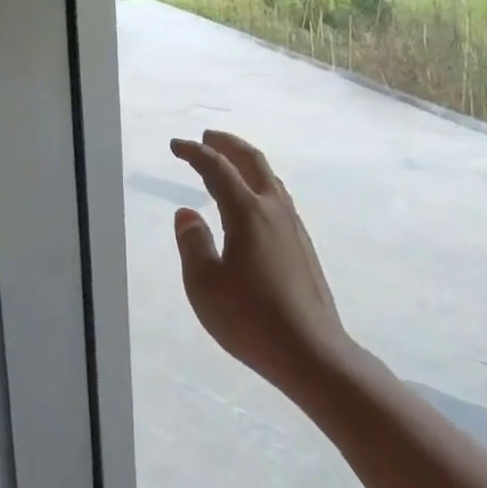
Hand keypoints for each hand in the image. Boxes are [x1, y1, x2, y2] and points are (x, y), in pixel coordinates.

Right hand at [170, 131, 352, 395]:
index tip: (176, 145)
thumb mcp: (204, 284)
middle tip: (206, 137)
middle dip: (227, 144)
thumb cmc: (249, 318)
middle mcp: (274, 210)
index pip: (217, 169)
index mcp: (247, 213)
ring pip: (270, 179)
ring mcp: (293, 227)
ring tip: (228, 162)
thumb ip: (192, 242)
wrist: (310, 350)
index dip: (194, 153)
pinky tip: (251, 204)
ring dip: (246, 163)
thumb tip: (187, 212)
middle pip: (252, 162)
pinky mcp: (302, 245)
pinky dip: (258, 184)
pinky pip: (277, 198)